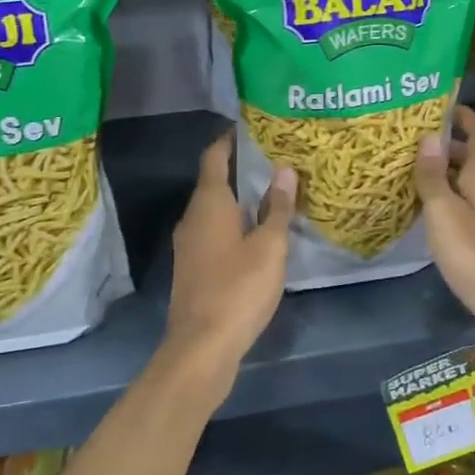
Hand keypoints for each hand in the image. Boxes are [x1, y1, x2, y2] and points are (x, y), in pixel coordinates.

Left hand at [160, 132, 295, 406]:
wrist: (202, 347)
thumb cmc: (238, 288)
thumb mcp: (269, 247)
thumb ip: (277, 208)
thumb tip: (284, 170)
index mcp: (208, 203)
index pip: (215, 156)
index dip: (231, 139)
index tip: (255, 127)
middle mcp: (193, 217)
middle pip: (215, 181)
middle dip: (242, 168)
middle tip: (277, 158)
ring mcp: (189, 244)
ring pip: (215, 208)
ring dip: (240, 198)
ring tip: (275, 191)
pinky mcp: (194, 267)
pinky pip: (215, 230)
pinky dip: (235, 222)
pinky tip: (260, 231)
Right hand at [413, 106, 474, 346]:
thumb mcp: (444, 213)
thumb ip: (433, 177)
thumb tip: (430, 136)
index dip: (466, 117)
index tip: (444, 106)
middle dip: (449, 150)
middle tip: (414, 146)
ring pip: (473, 188)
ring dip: (449, 179)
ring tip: (416, 179)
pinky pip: (473, 211)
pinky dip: (454, 205)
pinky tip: (434, 219)